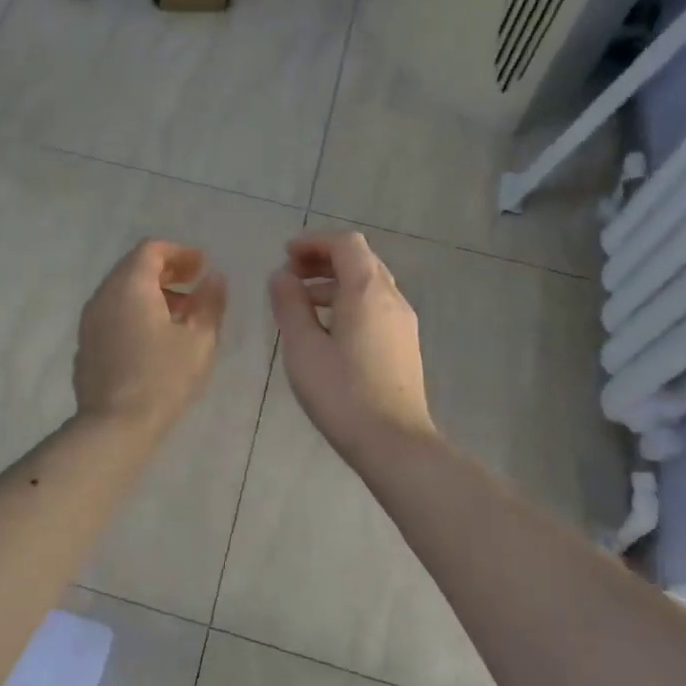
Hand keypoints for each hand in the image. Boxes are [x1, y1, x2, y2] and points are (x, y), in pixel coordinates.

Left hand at [74, 239, 227, 433]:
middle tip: (196, 284)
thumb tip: (214, 278)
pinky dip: (135, 312)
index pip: (151, 250)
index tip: (203, 267)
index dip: (180, 253)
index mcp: (130, 286)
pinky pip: (112, 313)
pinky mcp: (86, 344)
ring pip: (122, 291)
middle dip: (167, 271)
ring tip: (182, 314)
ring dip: (152, 293)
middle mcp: (104, 295)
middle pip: (133, 267)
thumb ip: (210, 302)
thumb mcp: (199, 340)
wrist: (114, 426)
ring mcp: (90, 320)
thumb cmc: (162, 378)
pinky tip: (155, 338)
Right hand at [268, 231, 435, 465]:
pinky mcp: (404, 344)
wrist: (394, 443)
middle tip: (289, 276)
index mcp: (368, 291)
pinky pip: (375, 306)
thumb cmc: (342, 393)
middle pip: (359, 260)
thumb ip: (290, 305)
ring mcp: (402, 322)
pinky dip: (348, 303)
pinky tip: (326, 330)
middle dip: (323, 260)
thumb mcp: (303, 347)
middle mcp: (392, 298)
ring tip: (300, 304)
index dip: (314, 242)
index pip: (346, 244)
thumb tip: (281, 276)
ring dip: (334, 283)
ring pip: (368, 285)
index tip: (286, 256)